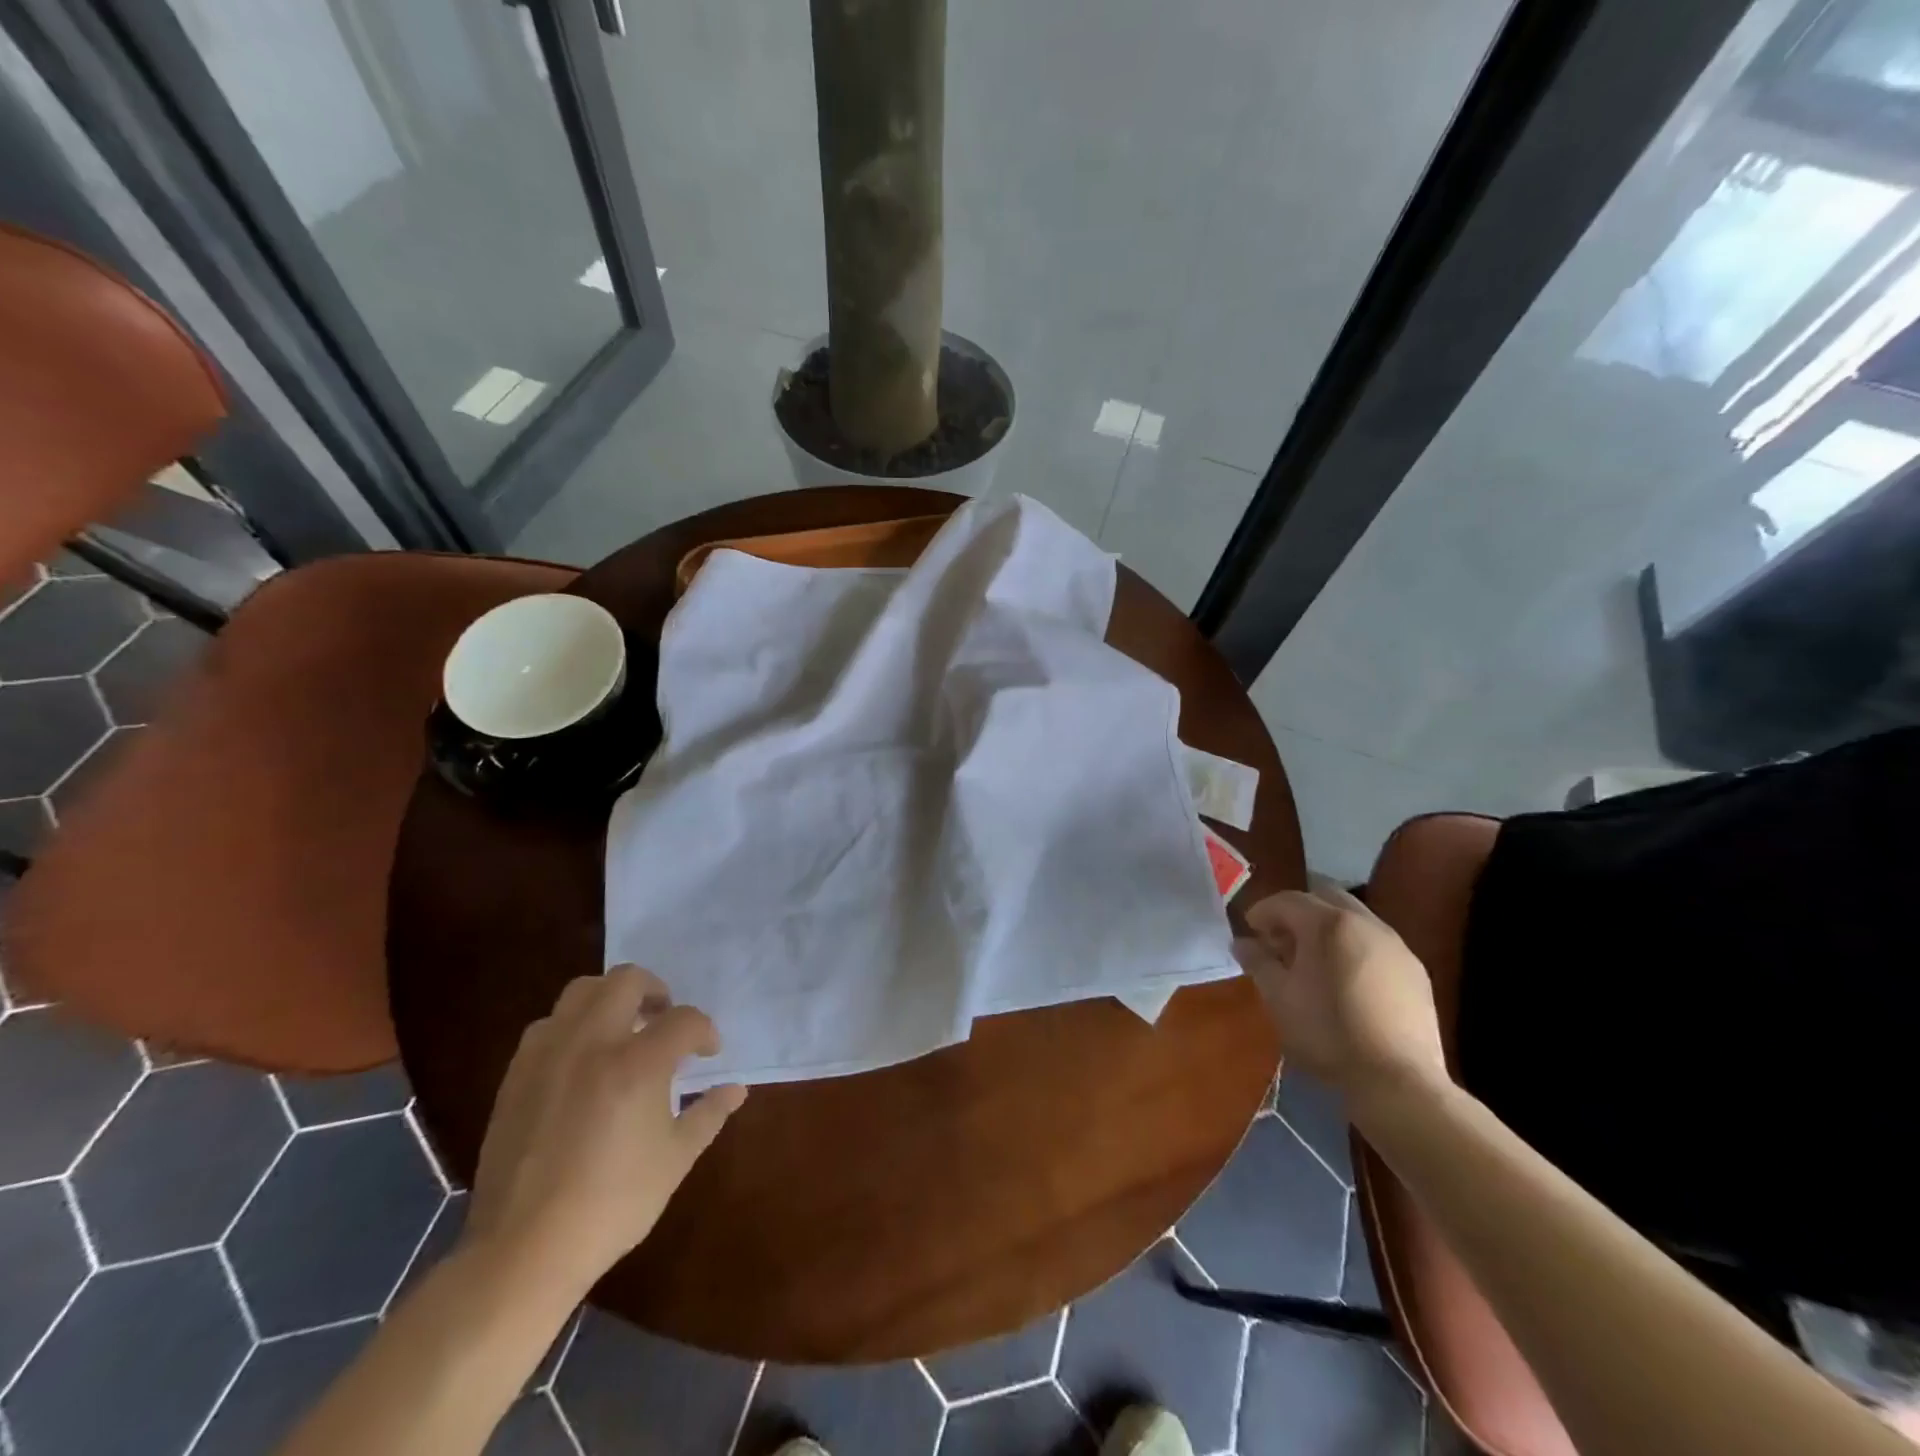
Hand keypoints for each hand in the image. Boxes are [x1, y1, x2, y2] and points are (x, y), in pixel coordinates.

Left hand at [461, 966, 746, 1299]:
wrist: (524, 1249)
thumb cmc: (612, 1203)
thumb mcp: (675, 1159)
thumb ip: (709, 1114)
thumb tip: (736, 1089)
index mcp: (637, 1062)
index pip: (684, 1020)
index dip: (704, 1031)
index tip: (708, 1052)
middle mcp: (593, 1043)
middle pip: (627, 980)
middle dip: (656, 991)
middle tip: (665, 1019)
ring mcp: (549, 1055)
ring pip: (581, 991)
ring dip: (610, 1000)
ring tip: (623, 1031)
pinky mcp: (517, 1075)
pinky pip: (548, 1026)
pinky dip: (573, 1027)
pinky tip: (582, 1061)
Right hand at [1234, 879, 1448, 1106]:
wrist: (1398, 1080)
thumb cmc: (1327, 1034)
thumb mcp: (1278, 998)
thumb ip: (1258, 962)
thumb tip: (1242, 943)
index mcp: (1327, 924)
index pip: (1287, 900)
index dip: (1263, 911)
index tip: (1250, 931)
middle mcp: (1365, 923)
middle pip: (1324, 897)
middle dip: (1298, 912)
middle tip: (1280, 940)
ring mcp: (1396, 945)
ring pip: (1354, 918)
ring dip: (1327, 928)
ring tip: (1312, 961)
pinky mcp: (1415, 970)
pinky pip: (1375, 943)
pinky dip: (1353, 947)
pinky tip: (1346, 980)